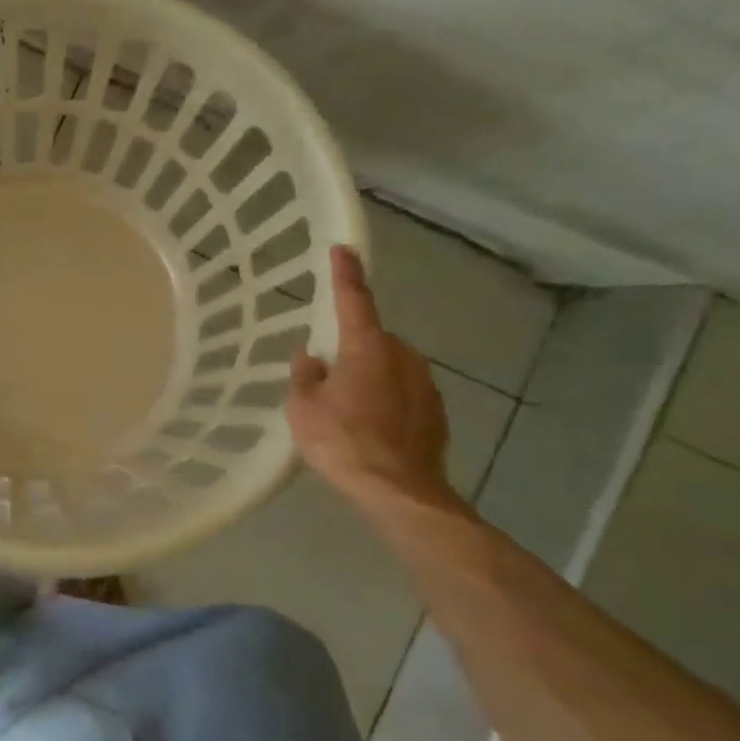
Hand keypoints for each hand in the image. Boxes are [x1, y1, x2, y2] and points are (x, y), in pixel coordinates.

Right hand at [287, 246, 456, 505]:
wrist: (399, 491)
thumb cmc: (343, 442)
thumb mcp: (303, 408)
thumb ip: (305, 376)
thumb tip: (312, 358)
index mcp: (367, 346)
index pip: (354, 299)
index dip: (345, 273)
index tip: (342, 248)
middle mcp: (402, 355)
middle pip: (371, 339)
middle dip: (352, 350)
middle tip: (327, 379)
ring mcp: (425, 383)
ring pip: (389, 366)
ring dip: (370, 376)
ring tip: (348, 411)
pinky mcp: (437, 411)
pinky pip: (404, 393)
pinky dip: (388, 401)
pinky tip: (372, 429)